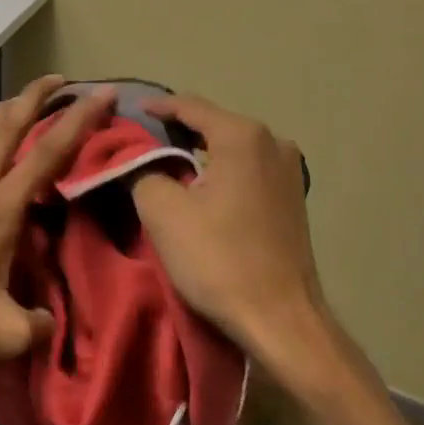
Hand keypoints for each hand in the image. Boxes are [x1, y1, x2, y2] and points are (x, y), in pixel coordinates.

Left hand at [0, 75, 116, 365]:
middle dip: (34, 95)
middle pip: (6, 123)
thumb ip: (38, 327)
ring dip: (5, 111)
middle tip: (58, 79)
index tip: (104, 92)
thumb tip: (51, 322)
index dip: (79, 120)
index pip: (47, 153)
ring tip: (23, 104)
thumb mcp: (1, 334)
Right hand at [131, 94, 340, 392]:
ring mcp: (289, 170)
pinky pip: (247, 170)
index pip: (190, 107)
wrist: (281, 318)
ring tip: (166, 165)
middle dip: (177, 132)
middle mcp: (273, 142)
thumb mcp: (163, 212)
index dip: (156, 108)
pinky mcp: (293, 198)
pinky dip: (221, 172)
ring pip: (232, 149)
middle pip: (213, 125)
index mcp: (243, 136)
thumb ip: (142, 170)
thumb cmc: (219, 259)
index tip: (130, 113)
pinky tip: (202, 189)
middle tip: (141, 143)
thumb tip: (136, 158)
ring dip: (199, 155)